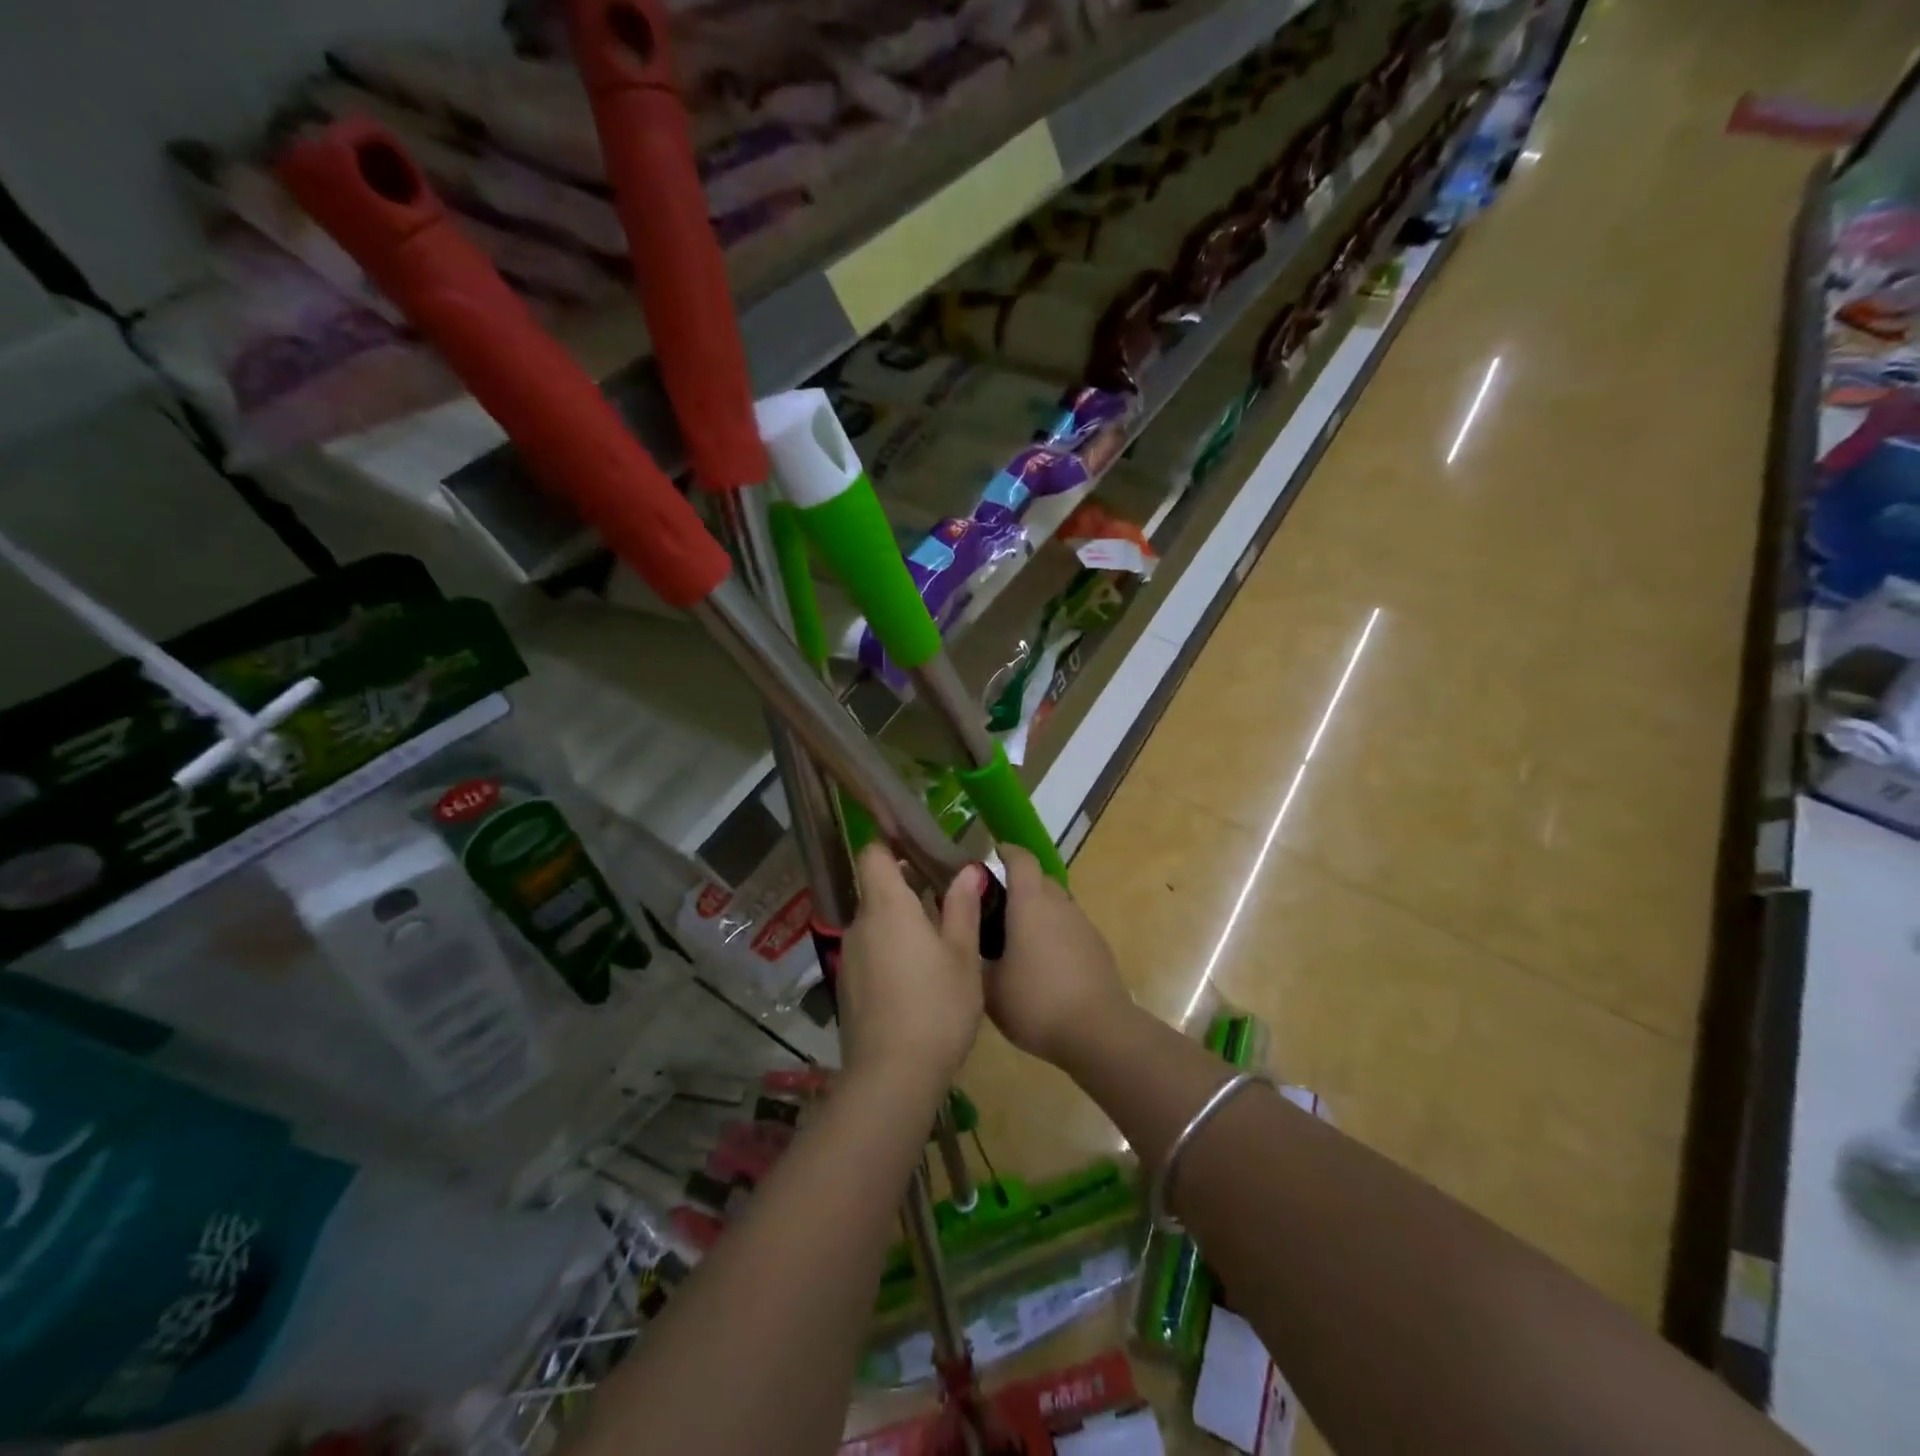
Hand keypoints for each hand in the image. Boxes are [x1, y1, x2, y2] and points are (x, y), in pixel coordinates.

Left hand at [836, 844, 984, 1090]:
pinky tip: (917, 977)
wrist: (892, 1077)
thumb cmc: (937, 1007)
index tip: (918, 845)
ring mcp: (849, 957)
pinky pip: (870, 952)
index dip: (891, 843)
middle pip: (876, 889)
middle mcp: (860, 924)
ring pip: (875, 923)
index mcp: (887, 907)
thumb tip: (967, 870)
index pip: (873, 854)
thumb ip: (962, 907)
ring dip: (901, 922)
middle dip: (907, 887)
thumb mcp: (963, 955)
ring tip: (938, 940)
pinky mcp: (847, 987)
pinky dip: (890, 951)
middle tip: (946, 897)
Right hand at [983, 846, 1135, 1070]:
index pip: (1021, 859)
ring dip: (1037, 911)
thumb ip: (973, 954)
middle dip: (1018, 884)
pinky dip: (1054, 934)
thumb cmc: (1036, 1002)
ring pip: (1056, 904)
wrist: (1099, 1032)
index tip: (990, 855)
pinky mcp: (1098, 947)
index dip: (1006, 852)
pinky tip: (1042, 964)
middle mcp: (1059, 904)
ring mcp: (1083, 925)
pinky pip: (1070, 928)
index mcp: (1030, 903)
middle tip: (993, 906)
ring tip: (1015, 939)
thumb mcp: (988, 986)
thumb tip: (964, 936)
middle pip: (1039, 879)